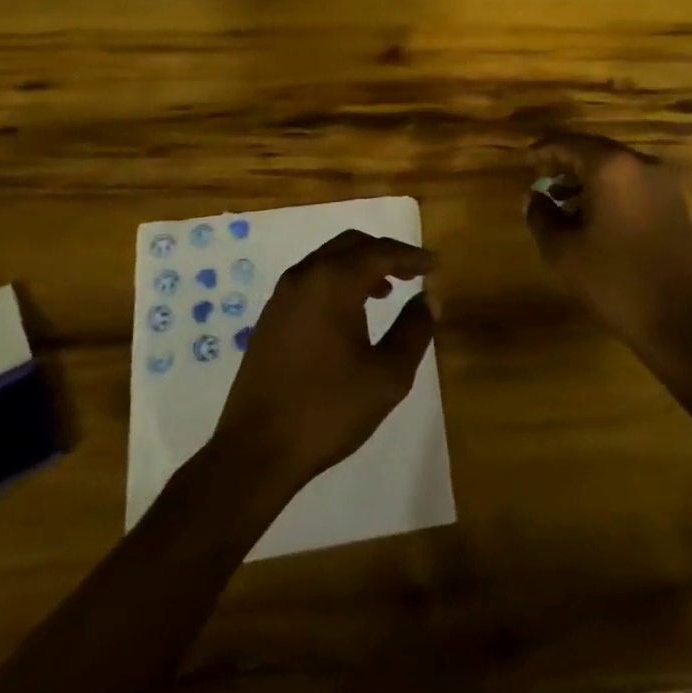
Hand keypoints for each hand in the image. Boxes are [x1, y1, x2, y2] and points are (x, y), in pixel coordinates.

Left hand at [212, 231, 435, 491]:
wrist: (257, 448)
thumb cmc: (329, 409)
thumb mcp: (387, 375)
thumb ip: (414, 330)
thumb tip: (429, 298)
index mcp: (333, 282)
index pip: (380, 252)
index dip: (411, 256)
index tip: (434, 266)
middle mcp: (305, 276)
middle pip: (351, 245)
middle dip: (384, 254)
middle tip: (412, 274)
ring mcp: (282, 295)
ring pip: (328, 260)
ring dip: (359, 266)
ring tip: (386, 292)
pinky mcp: (271, 316)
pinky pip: (311, 279)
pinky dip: (337, 281)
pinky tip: (350, 313)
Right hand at [525, 132, 691, 359]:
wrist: (680, 321)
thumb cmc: (614, 280)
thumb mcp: (563, 251)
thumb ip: (541, 215)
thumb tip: (534, 197)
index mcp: (611, 167)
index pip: (568, 144)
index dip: (543, 151)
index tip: (524, 161)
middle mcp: (641, 164)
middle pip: (594, 151)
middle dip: (565, 163)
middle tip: (540, 180)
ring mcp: (664, 184)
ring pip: (616, 167)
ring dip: (587, 178)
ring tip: (562, 200)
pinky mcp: (675, 204)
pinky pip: (633, 184)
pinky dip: (609, 190)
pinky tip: (593, 215)